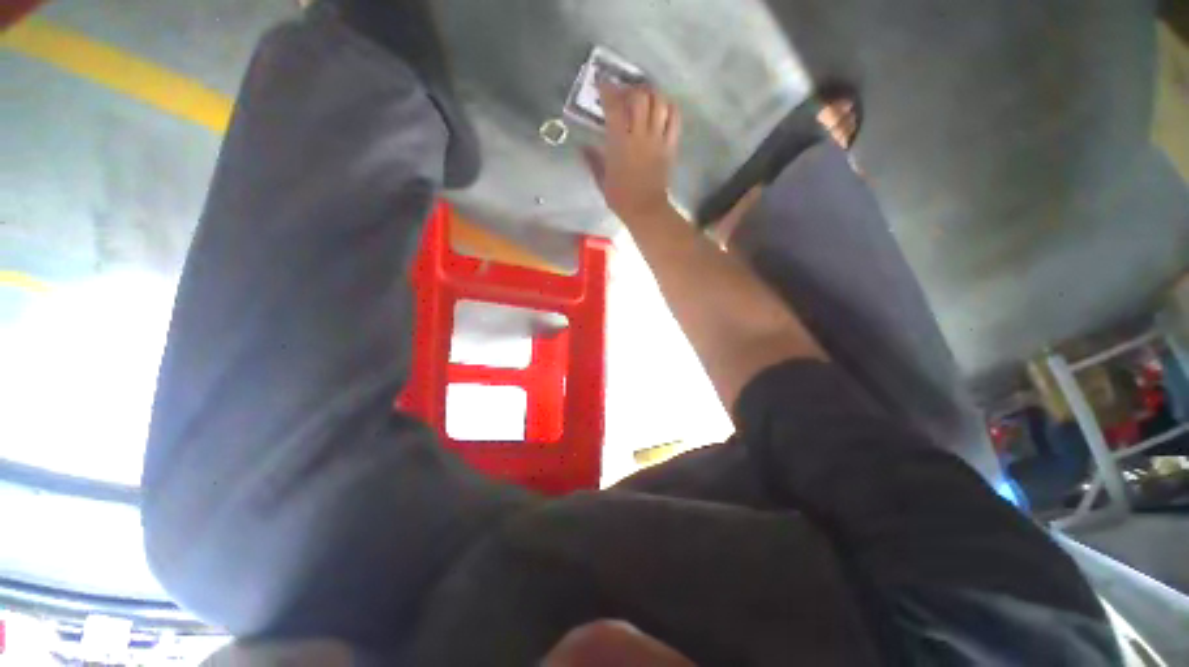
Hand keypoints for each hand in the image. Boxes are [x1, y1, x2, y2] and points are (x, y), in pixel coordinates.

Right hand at [584, 81, 682, 222]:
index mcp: (620, 144)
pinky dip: (669, 107)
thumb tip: (583, 147)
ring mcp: (658, 140)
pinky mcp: (670, 146)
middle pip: (640, 97)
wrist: (646, 210)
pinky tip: (661, 108)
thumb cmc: (621, 198)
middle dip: (631, 89)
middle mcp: (640, 136)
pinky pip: (674, 119)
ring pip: (660, 103)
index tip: (602, 82)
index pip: (614, 107)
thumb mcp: (602, 180)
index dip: (608, 89)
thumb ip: (593, 161)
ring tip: (644, 97)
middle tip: (625, 93)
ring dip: (651, 93)